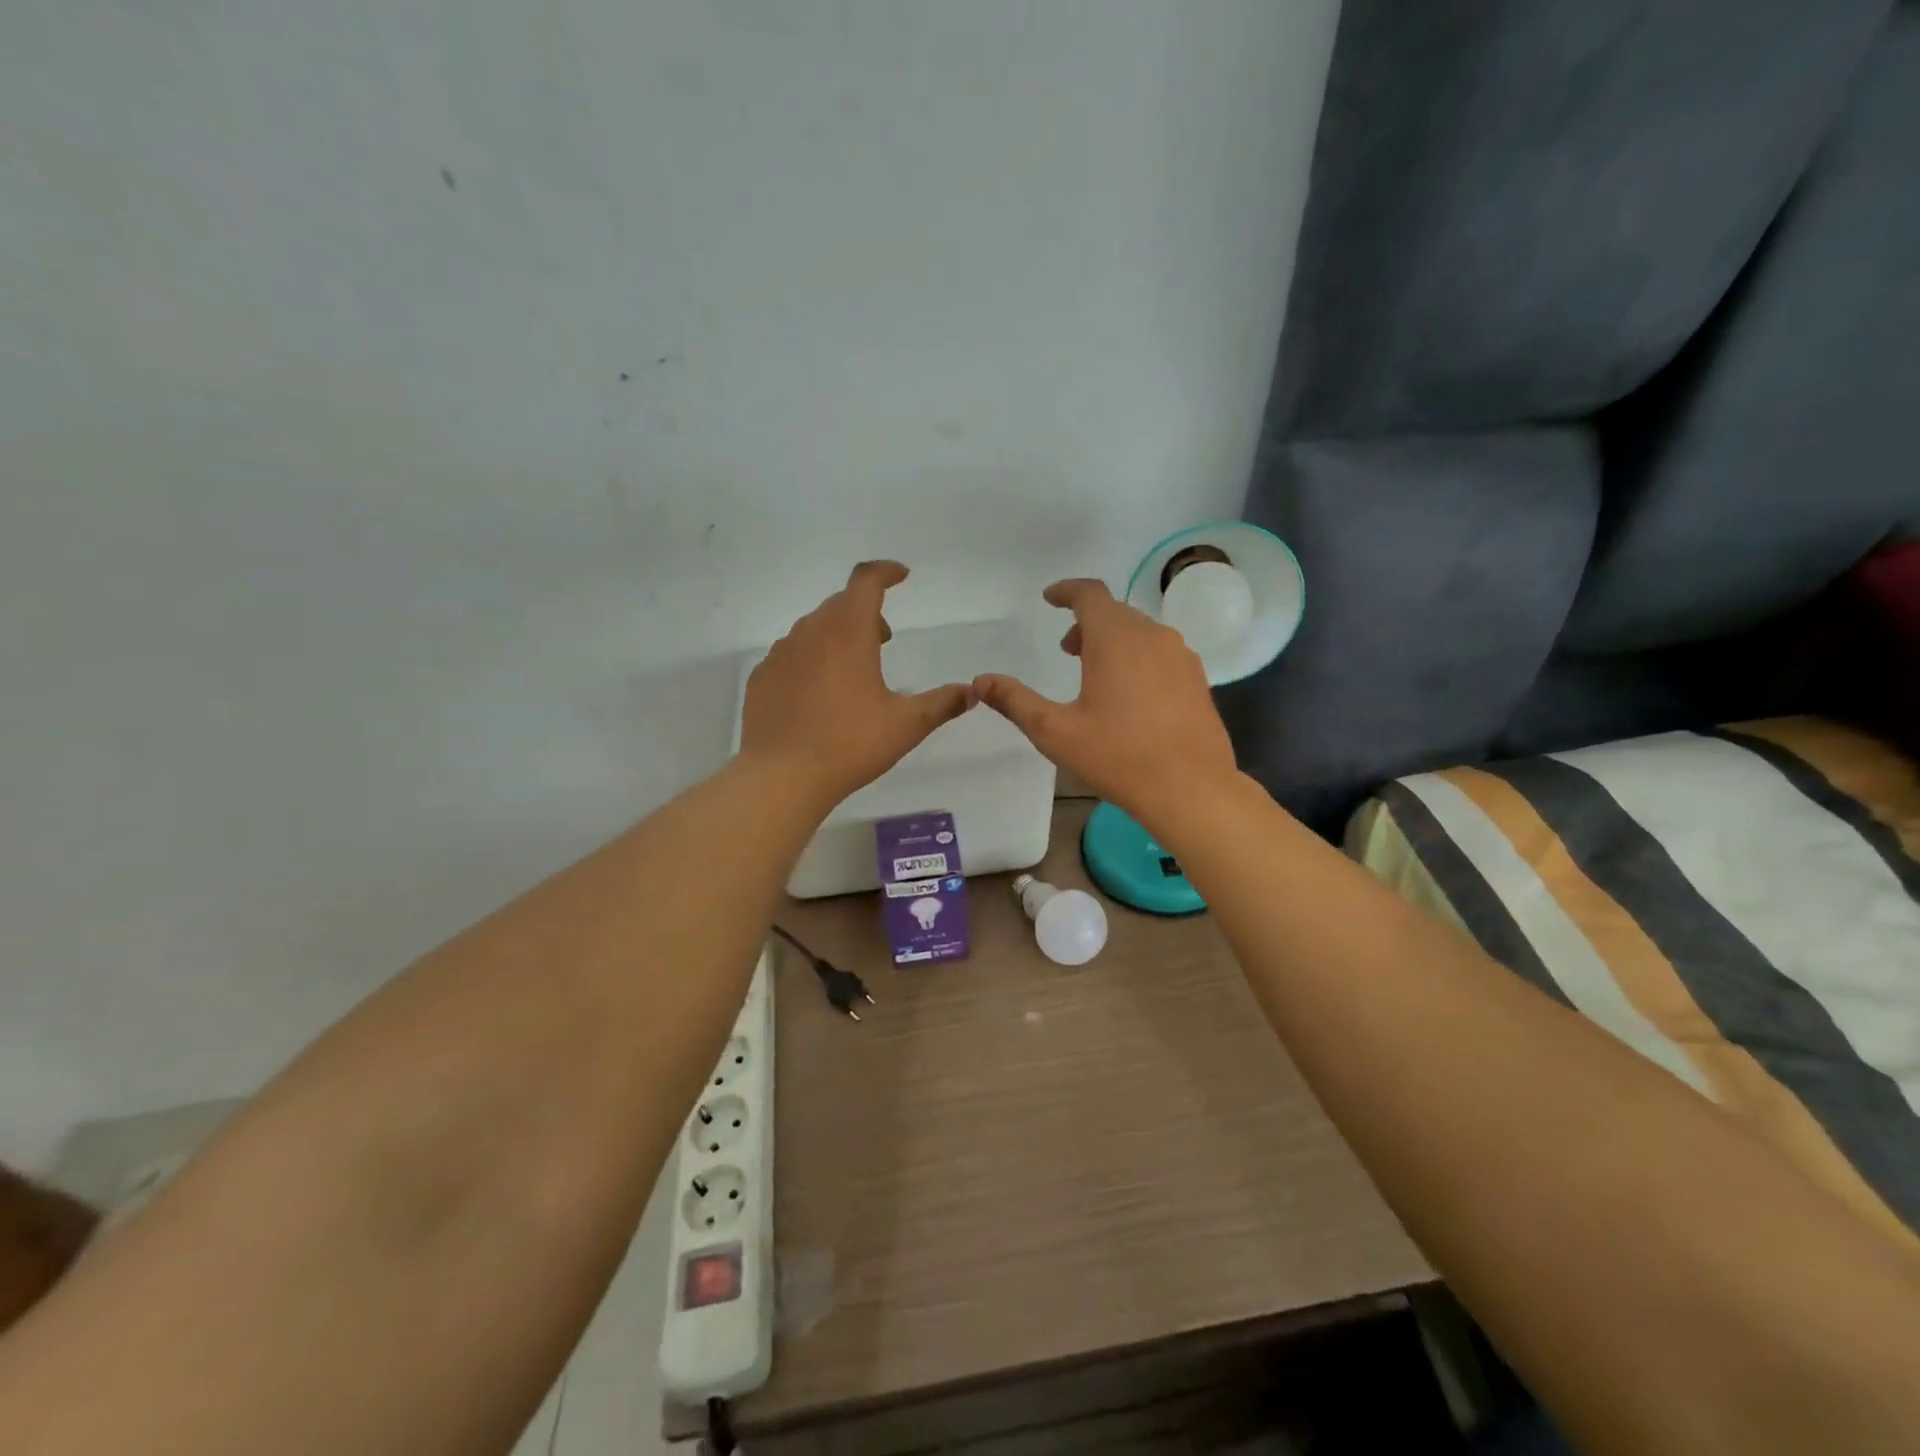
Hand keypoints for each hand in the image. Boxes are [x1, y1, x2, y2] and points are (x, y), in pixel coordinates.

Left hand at [740, 562, 974, 808]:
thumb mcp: (907, 724)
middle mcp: (810, 631)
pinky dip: (812, 659)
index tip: (902, 576)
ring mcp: (781, 653)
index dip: (886, 572)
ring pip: (814, 628)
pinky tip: (820, 693)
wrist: (781, 776)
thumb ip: (942, 703)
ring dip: (838, 635)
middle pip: (840, 604)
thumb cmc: (850, 743)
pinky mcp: (762, 677)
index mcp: (848, 631)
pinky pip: (792, 654)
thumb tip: (972, 692)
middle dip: (866, 612)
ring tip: (854, 669)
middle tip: (884, 638)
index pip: (866, 580)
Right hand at [973, 579, 1237, 825]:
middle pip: (1114, 612)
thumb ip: (1016, 701)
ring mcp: (1180, 656)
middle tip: (1066, 650)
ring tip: (1094, 674)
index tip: (1050, 598)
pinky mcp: (1197, 679)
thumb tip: (980, 682)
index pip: (1090, 594)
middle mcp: (1152, 636)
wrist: (1191, 788)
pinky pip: (1160, 653)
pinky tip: (1130, 696)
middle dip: (1086, 624)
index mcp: (1115, 638)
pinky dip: (1137, 658)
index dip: (1067, 591)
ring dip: (1112, 641)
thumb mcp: (1055, 731)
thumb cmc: (1118, 756)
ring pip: (1140, 633)